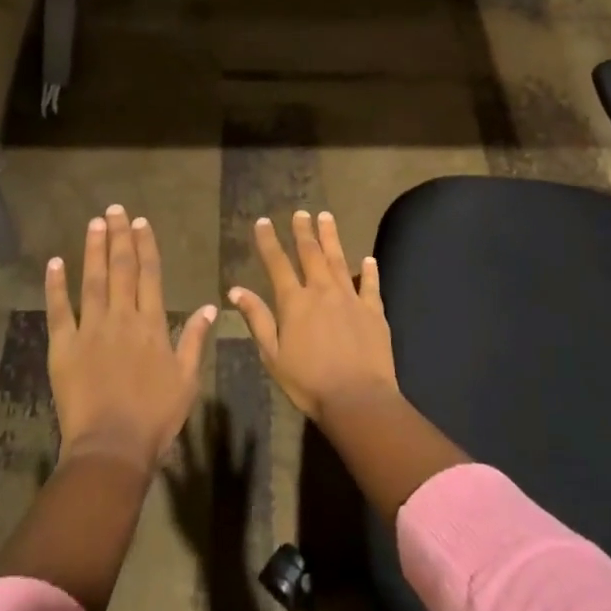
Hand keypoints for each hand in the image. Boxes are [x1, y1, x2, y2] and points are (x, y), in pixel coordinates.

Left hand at [47, 205, 217, 474]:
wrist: (112, 447)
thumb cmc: (155, 416)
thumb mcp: (187, 379)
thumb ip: (195, 340)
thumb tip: (211, 307)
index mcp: (151, 324)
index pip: (149, 275)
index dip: (145, 246)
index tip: (141, 222)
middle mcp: (121, 318)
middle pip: (121, 269)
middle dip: (119, 237)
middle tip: (114, 209)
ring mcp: (90, 330)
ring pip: (92, 281)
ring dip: (93, 250)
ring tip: (94, 223)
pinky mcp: (64, 347)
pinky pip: (59, 311)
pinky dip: (56, 286)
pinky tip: (55, 263)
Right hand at [228, 211, 396, 422]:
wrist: (357, 398)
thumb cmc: (308, 382)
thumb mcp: (273, 355)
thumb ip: (257, 319)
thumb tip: (236, 290)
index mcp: (295, 302)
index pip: (277, 263)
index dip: (269, 241)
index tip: (264, 222)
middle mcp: (322, 291)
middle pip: (310, 254)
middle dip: (303, 231)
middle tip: (301, 212)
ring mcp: (350, 298)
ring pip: (339, 260)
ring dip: (331, 237)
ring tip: (326, 217)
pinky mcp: (374, 310)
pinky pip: (371, 284)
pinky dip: (369, 270)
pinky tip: (368, 259)